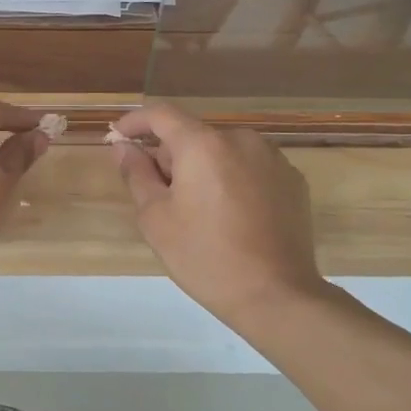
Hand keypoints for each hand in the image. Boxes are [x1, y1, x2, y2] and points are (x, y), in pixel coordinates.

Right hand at [110, 105, 327, 325]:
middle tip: (157, 193)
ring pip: (222, 151)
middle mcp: (241, 139)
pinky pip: (250, 167)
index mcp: (203, 144)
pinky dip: (231, 179)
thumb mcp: (156, 218)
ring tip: (196, 209)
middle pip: (193, 134)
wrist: (276, 296)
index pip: (161, 114)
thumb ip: (136, 174)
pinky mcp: (293, 180)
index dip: (134, 121)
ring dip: (202, 167)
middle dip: (170, 155)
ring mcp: (273, 158)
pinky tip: (229, 215)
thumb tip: (124, 147)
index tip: (118, 137)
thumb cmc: (205, 256)